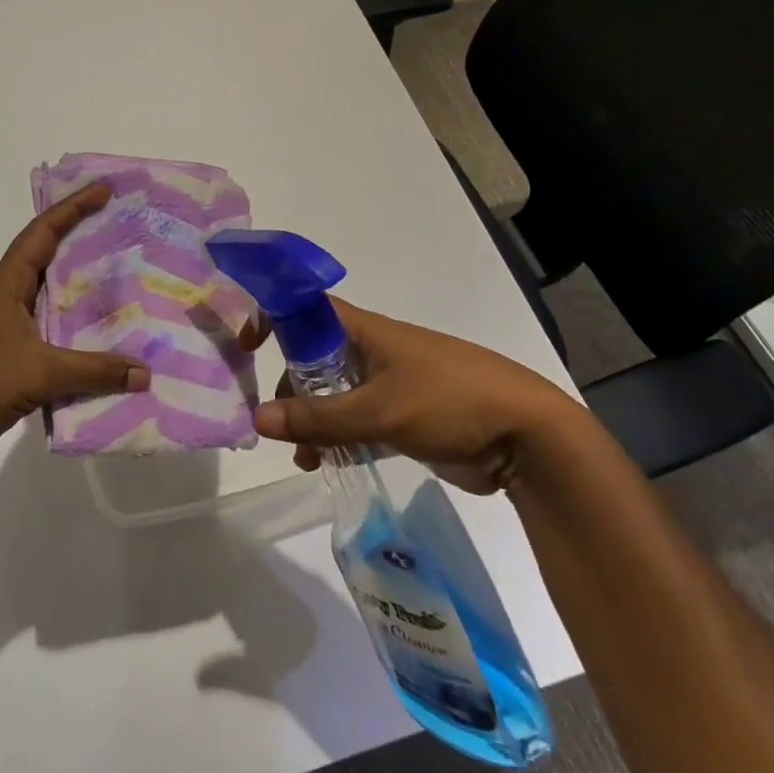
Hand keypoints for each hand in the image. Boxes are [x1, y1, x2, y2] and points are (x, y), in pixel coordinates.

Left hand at [0, 183, 150, 472]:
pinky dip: (76, 328)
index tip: (104, 191)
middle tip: (123, 230)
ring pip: (52, 296)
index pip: (42, 233)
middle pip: (49, 256)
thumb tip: (144, 372)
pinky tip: (104, 336)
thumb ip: (94, 370)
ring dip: (82, 287)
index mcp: (6, 284)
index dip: (73, 208)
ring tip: (123, 278)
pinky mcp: (12, 354)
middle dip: (83, 240)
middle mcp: (7, 297)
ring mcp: (8, 326)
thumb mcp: (40, 373)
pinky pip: (52, 330)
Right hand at [253, 298, 582, 493]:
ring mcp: (389, 384)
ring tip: (305, 458)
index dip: (273, 317)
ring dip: (314, 421)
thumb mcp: (379, 410)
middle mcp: (372, 351)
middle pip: (313, 358)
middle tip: (281, 425)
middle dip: (292, 389)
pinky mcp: (404, 416)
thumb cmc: (450, 401)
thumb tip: (257, 419)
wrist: (527, 435)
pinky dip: (338, 438)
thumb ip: (318, 418)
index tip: (246, 349)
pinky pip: (357, 421)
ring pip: (334, 394)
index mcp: (365, 330)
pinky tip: (327, 464)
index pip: (305, 308)